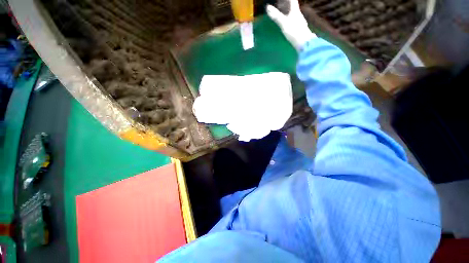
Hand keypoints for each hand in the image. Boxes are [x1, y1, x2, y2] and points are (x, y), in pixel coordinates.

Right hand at [266, 0, 315, 50]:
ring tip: (282, 12)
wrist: (304, 42)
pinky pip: (293, 20)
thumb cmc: (294, 31)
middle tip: (280, 3)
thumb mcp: (283, 23)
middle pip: (293, 6)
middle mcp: (298, 15)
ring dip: (288, 11)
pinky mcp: (299, 29)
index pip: (292, 0)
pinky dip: (289, 18)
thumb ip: (276, 16)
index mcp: (295, 11)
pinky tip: (288, 23)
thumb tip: (267, 7)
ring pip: (293, 13)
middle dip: (287, 4)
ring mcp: (299, 22)